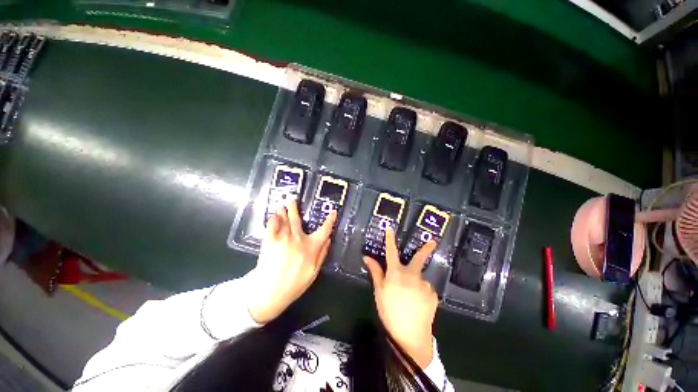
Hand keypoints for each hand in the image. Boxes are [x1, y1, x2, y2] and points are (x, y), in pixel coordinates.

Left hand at [246, 200, 335, 323]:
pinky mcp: (269, 240)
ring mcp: (283, 238)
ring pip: (284, 219)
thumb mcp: (314, 272)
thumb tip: (329, 239)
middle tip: (293, 200)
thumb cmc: (294, 284)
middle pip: (298, 219)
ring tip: (282, 206)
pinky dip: (273, 218)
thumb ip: (322, 254)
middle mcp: (298, 239)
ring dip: (283, 211)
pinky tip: (274, 216)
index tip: (334, 212)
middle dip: (295, 208)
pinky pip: (271, 224)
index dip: (330, 220)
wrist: (269, 293)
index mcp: (311, 247)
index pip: (324, 230)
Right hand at [363, 229, 437, 368]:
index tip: (390, 229)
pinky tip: (418, 304)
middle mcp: (412, 274)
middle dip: (426, 248)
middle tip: (433, 241)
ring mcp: (425, 284)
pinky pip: (426, 289)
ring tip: (410, 298)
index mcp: (396, 273)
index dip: (390, 239)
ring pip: (419, 278)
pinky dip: (421, 292)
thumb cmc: (390, 312)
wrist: (411, 336)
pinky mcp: (433, 294)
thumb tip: (366, 257)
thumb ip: (375, 272)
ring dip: (416, 282)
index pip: (391, 251)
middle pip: (419, 258)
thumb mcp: (379, 292)